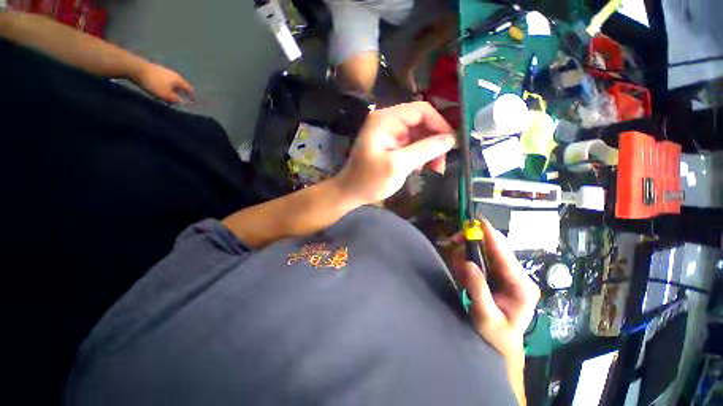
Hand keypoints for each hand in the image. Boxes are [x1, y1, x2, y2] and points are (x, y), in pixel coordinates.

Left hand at [134, 63, 193, 103]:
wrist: (137, 69)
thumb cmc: (155, 83)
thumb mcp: (167, 94)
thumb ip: (176, 99)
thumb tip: (181, 102)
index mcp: (179, 80)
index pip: (189, 88)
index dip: (191, 95)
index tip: (191, 101)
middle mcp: (174, 75)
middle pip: (179, 86)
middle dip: (178, 93)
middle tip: (175, 101)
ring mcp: (164, 72)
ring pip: (170, 83)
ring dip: (170, 90)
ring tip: (165, 97)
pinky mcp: (155, 71)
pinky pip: (163, 81)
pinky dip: (163, 87)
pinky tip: (158, 91)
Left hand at [333, 102, 455, 205]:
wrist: (350, 193)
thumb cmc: (370, 180)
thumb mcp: (398, 165)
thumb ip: (425, 149)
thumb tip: (451, 138)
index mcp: (386, 119)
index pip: (421, 110)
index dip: (439, 124)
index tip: (451, 143)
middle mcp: (388, 121)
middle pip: (421, 123)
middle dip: (435, 141)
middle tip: (442, 162)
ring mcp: (389, 134)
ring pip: (418, 135)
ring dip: (429, 150)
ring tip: (434, 168)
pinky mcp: (390, 145)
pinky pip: (411, 145)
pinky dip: (419, 155)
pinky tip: (420, 168)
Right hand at [450, 220, 539, 366]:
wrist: (502, 343)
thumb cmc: (496, 334)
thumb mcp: (485, 315)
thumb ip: (478, 289)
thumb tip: (468, 263)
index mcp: (521, 286)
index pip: (505, 255)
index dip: (491, 236)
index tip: (477, 222)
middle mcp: (518, 276)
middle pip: (496, 248)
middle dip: (474, 241)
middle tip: (454, 241)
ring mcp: (510, 274)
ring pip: (488, 251)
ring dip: (469, 251)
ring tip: (457, 264)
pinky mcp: (500, 275)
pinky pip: (483, 259)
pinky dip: (469, 259)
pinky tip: (462, 269)